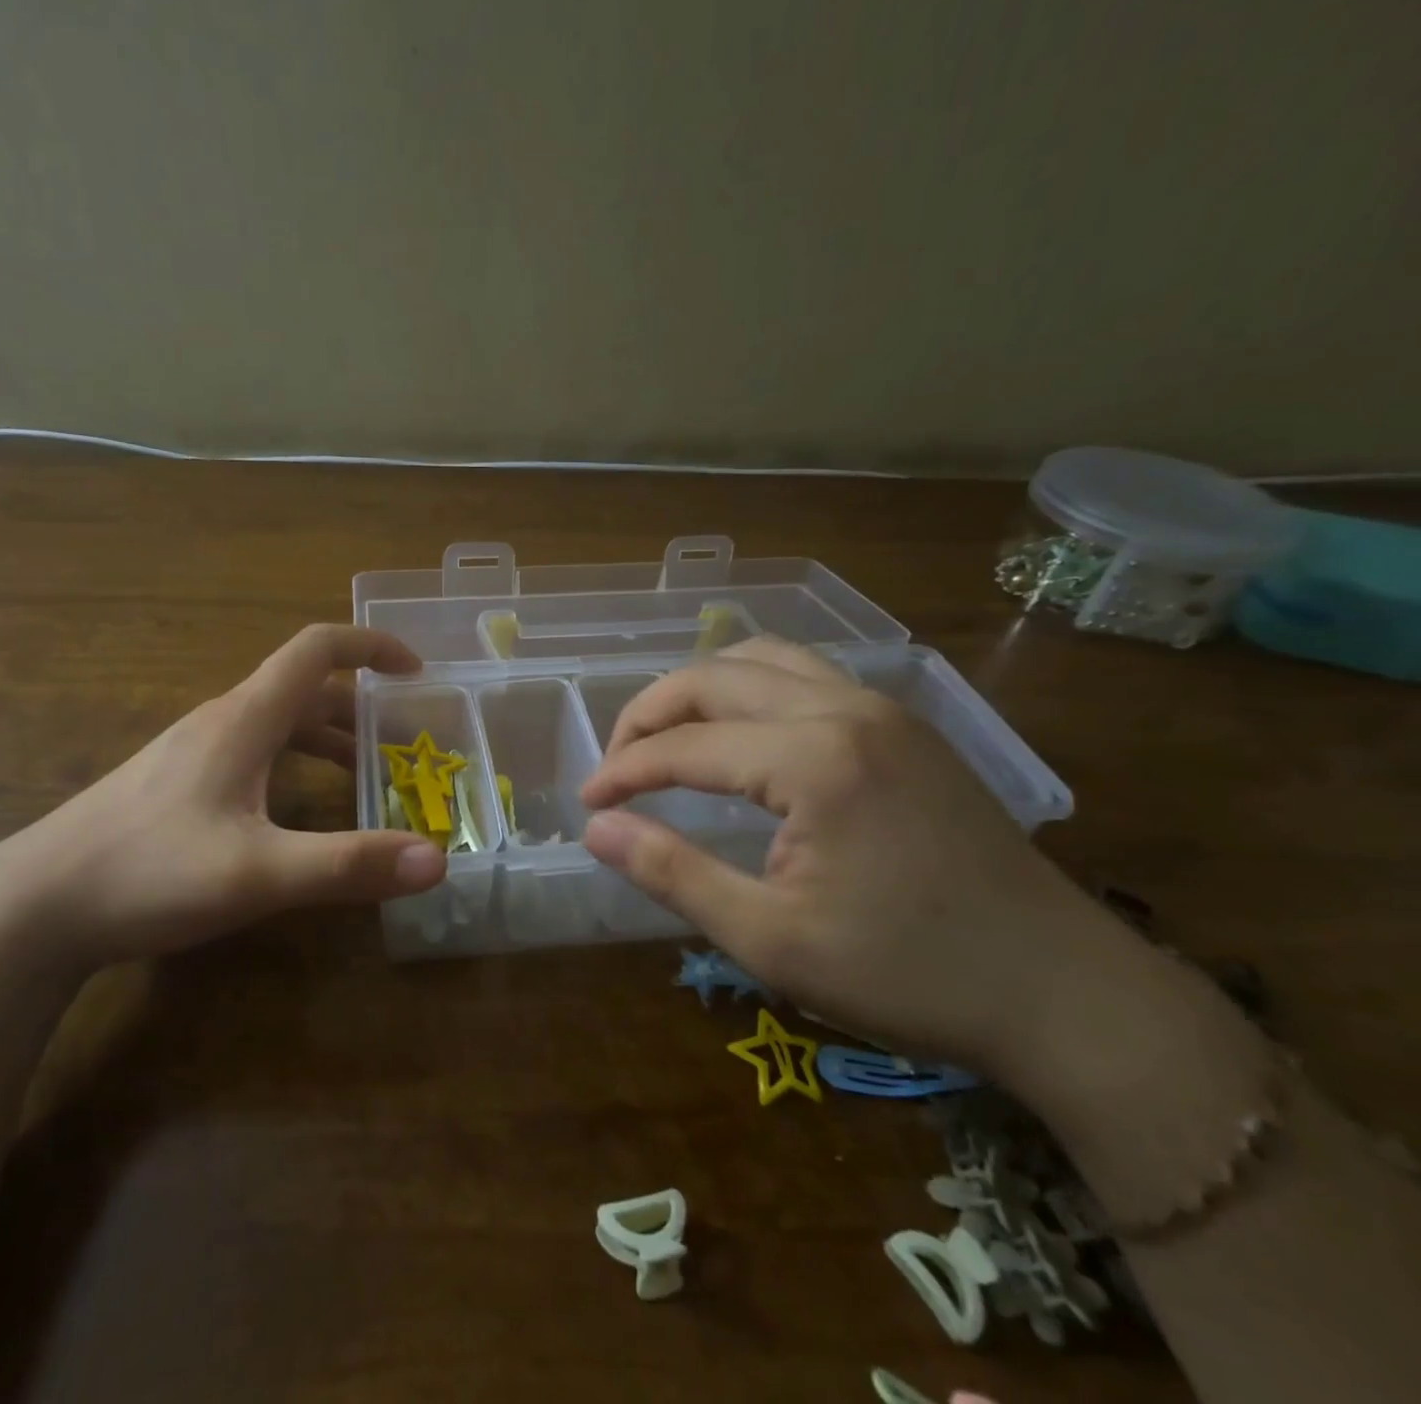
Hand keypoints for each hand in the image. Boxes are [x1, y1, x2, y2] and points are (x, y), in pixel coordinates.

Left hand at [0, 624, 446, 965]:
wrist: (34, 907)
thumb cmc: (148, 873)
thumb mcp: (259, 874)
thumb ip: (349, 865)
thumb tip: (437, 860)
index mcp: (244, 719)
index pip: (316, 649)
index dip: (370, 646)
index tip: (415, 670)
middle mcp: (221, 722)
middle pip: (303, 691)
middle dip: (361, 708)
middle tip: (404, 742)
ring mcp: (194, 752)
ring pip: (277, 726)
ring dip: (328, 741)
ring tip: (368, 779)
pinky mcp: (177, 784)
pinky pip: (253, 755)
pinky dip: (294, 767)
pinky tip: (297, 813)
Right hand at [578, 638, 1147, 1083]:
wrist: (1062, 991)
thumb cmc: (908, 974)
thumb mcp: (771, 940)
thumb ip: (673, 873)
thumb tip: (597, 830)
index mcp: (812, 759)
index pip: (684, 746)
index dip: (624, 772)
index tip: (588, 805)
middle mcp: (843, 709)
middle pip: (713, 678)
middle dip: (648, 714)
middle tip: (616, 765)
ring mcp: (881, 709)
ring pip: (761, 659)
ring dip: (699, 689)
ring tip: (666, 736)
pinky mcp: (903, 725)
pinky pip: (804, 674)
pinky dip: (749, 686)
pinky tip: (739, 729)